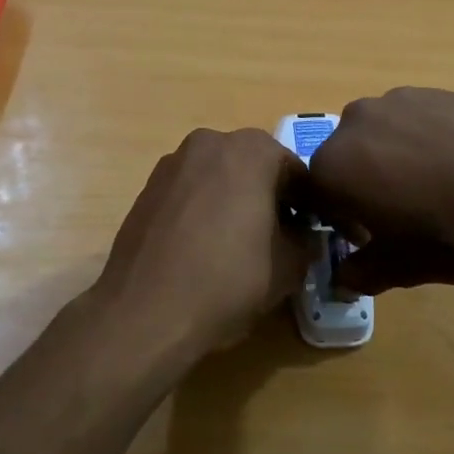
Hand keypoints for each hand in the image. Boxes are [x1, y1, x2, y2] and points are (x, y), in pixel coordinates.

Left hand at [86, 128, 316, 362]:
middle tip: (276, 239)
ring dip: (233, 201)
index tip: (309, 234)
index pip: (295, 170)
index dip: (307, 204)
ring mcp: (172, 163)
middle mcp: (210, 142)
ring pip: (218, 177)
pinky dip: (202, 210)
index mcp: (251, 149)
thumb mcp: (289, 266)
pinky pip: (189, 192)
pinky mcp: (146, 188)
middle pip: (254, 167)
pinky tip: (201, 249)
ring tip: (236, 246)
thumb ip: (306, 240)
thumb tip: (303, 235)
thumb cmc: (228, 281)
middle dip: (268, 197)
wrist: (145, 311)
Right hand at [307, 88, 453, 293]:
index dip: (338, 218)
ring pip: (379, 134)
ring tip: (435, 184)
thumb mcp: (401, 268)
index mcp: (335, 165)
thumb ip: (360, 272)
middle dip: (362, 183)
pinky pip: (413, 119)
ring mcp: (397, 99)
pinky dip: (423, 138)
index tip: (367, 235)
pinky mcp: (436, 90)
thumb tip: (343, 277)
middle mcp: (355, 122)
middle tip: (401, 211)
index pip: (315, 193)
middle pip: (344, 157)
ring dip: (391, 157)